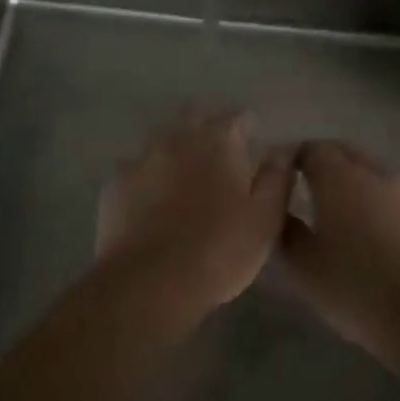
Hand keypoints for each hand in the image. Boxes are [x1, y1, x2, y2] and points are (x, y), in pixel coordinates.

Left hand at [97, 109, 296, 316]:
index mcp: (218, 141)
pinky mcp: (115, 184)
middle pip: (194, 117)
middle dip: (207, 130)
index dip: (247, 128)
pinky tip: (150, 202)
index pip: (237, 117)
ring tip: (183, 179)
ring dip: (174, 152)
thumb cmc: (219, 250)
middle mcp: (177, 138)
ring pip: (161, 141)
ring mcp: (141, 158)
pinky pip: (135, 171)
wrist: (149, 283)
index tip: (252, 145)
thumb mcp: (265, 218)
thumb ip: (277, 176)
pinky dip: (147, 179)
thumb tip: (284, 147)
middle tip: (218, 158)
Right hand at [280, 141, 399, 362]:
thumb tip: (281, 214)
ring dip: (355, 184)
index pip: (312, 149)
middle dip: (325, 164)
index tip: (283, 178)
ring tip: (342, 216)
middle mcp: (375, 175)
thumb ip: (287, 232)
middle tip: (308, 189)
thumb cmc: (356, 289)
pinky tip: (376, 240)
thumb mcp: (304, 268)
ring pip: (374, 175)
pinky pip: (396, 201)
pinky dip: (380, 207)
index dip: (294, 159)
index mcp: (340, 178)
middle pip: (346, 153)